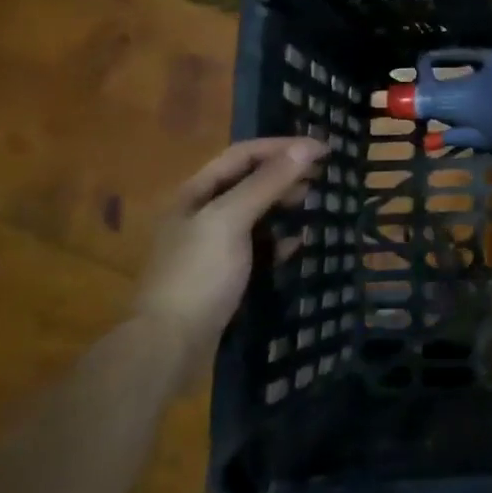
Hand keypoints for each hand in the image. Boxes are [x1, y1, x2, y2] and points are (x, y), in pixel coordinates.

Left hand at [136, 137, 326, 356]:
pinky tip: (298, 243)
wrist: (169, 346)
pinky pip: (258, 245)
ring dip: (284, 204)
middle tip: (321, 177)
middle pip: (248, 181)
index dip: (282, 147)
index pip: (242, 155)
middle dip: (284, 174)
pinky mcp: (224, 274)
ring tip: (313, 203)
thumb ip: (268, 182)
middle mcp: (201, 214)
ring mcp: (212, 246)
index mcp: (195, 194)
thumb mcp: (231, 220)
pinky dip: (280, 239)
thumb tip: (308, 147)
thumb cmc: (198, 274)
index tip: (322, 149)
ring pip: (255, 213)